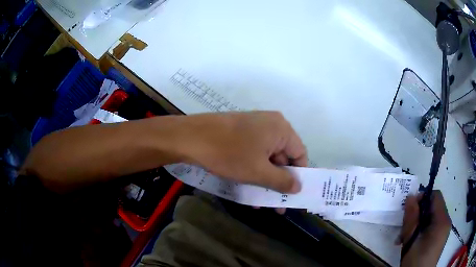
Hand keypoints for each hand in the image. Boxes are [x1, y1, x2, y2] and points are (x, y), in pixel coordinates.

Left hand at [178, 111, 306, 192]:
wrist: (191, 137)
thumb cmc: (229, 154)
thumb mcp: (259, 172)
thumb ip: (282, 181)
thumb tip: (298, 187)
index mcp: (281, 129)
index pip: (300, 154)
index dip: (299, 176)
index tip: (293, 194)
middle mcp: (271, 124)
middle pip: (283, 156)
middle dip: (279, 181)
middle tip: (276, 204)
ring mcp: (254, 127)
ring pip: (267, 157)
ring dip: (265, 179)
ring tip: (260, 201)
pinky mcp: (240, 132)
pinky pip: (254, 153)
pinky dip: (253, 170)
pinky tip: (248, 187)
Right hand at [398, 190, 450, 266]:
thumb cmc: (416, 261)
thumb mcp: (411, 240)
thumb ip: (411, 218)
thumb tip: (410, 197)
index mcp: (442, 220)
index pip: (436, 196)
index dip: (422, 198)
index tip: (409, 209)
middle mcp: (446, 222)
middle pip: (433, 208)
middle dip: (417, 215)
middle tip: (403, 228)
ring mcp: (443, 231)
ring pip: (431, 219)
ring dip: (417, 225)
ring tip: (403, 239)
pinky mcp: (439, 239)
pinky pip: (431, 228)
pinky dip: (421, 232)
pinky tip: (410, 243)